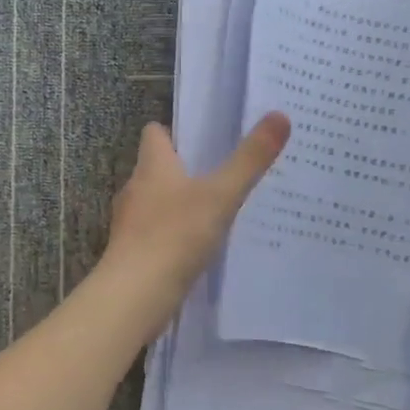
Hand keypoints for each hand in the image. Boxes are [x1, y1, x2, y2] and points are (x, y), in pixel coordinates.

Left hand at [103, 113, 290, 291]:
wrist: (134, 294)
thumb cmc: (175, 235)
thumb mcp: (221, 195)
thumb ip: (249, 160)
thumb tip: (279, 115)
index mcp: (152, 165)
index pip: (155, 133)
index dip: (175, 132)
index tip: (204, 138)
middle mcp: (135, 188)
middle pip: (156, 168)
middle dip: (183, 170)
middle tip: (221, 175)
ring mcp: (130, 222)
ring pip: (155, 202)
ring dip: (179, 205)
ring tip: (215, 212)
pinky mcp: (132, 252)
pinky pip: (155, 234)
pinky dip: (173, 235)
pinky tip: (197, 249)